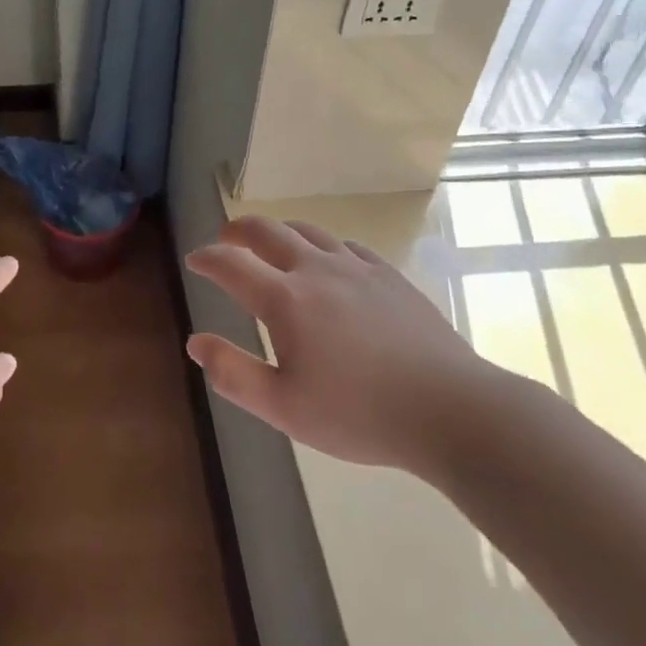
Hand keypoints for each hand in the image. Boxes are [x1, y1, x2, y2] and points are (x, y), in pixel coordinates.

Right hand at [185, 217, 495, 479]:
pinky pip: (346, 246)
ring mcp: (357, 268)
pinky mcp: (389, 276)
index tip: (194, 259)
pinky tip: (329, 261)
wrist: (450, 409)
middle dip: (239, 230)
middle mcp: (317, 270)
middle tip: (226, 239)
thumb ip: (234, 373)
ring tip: (271, 244)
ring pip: (308, 231)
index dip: (207, 258)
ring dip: (280, 232)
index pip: (232, 264)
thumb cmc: (359, 414)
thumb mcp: (284, 408)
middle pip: (268, 231)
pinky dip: (323, 245)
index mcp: (286, 300)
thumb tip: (196, 342)